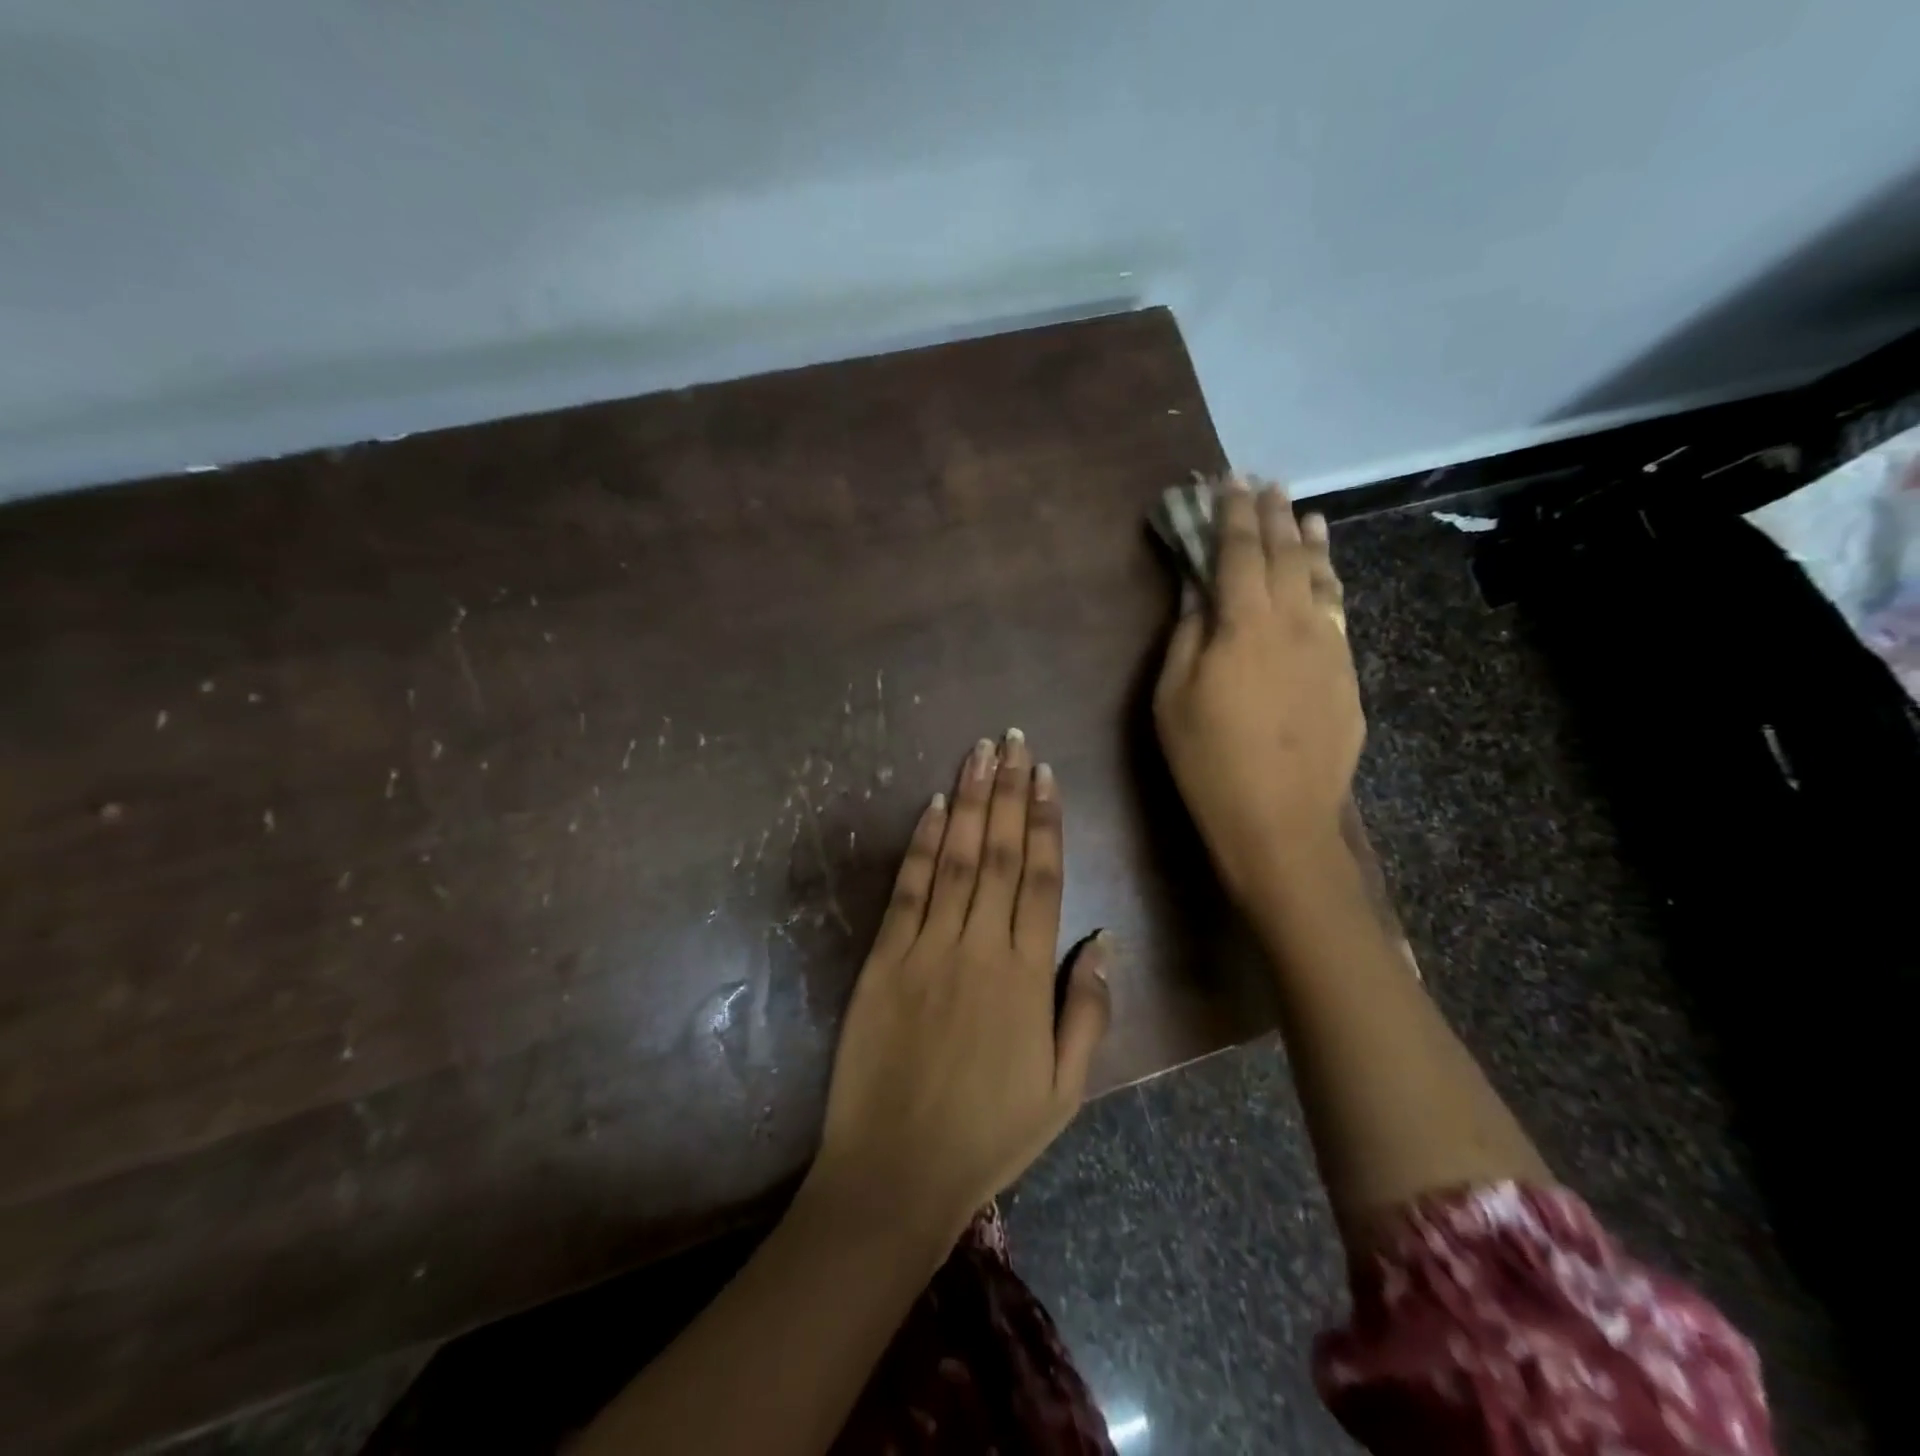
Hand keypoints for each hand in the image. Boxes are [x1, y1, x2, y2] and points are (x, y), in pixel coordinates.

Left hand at [805, 730, 1111, 1247]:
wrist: (897, 1170)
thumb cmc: (989, 1133)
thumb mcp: (1065, 1090)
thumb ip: (1087, 1009)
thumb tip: (1104, 938)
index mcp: (1026, 975)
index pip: (1042, 878)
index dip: (1045, 821)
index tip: (1045, 775)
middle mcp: (979, 946)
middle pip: (1000, 853)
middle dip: (1007, 792)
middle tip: (1012, 740)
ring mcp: (927, 948)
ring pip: (956, 858)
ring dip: (969, 801)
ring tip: (977, 754)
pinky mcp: (884, 958)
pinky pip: (909, 889)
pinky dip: (923, 844)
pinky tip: (933, 806)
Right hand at [1153, 475, 1363, 901]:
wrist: (1280, 820)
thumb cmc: (1208, 760)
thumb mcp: (1173, 697)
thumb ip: (1187, 634)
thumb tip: (1197, 589)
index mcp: (1245, 624)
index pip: (1239, 552)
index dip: (1231, 513)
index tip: (1228, 481)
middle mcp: (1295, 621)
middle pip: (1284, 554)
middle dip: (1271, 515)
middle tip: (1263, 483)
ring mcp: (1329, 645)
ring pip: (1321, 577)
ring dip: (1309, 540)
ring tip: (1304, 513)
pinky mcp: (1347, 672)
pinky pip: (1339, 609)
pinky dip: (1330, 580)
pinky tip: (1325, 573)